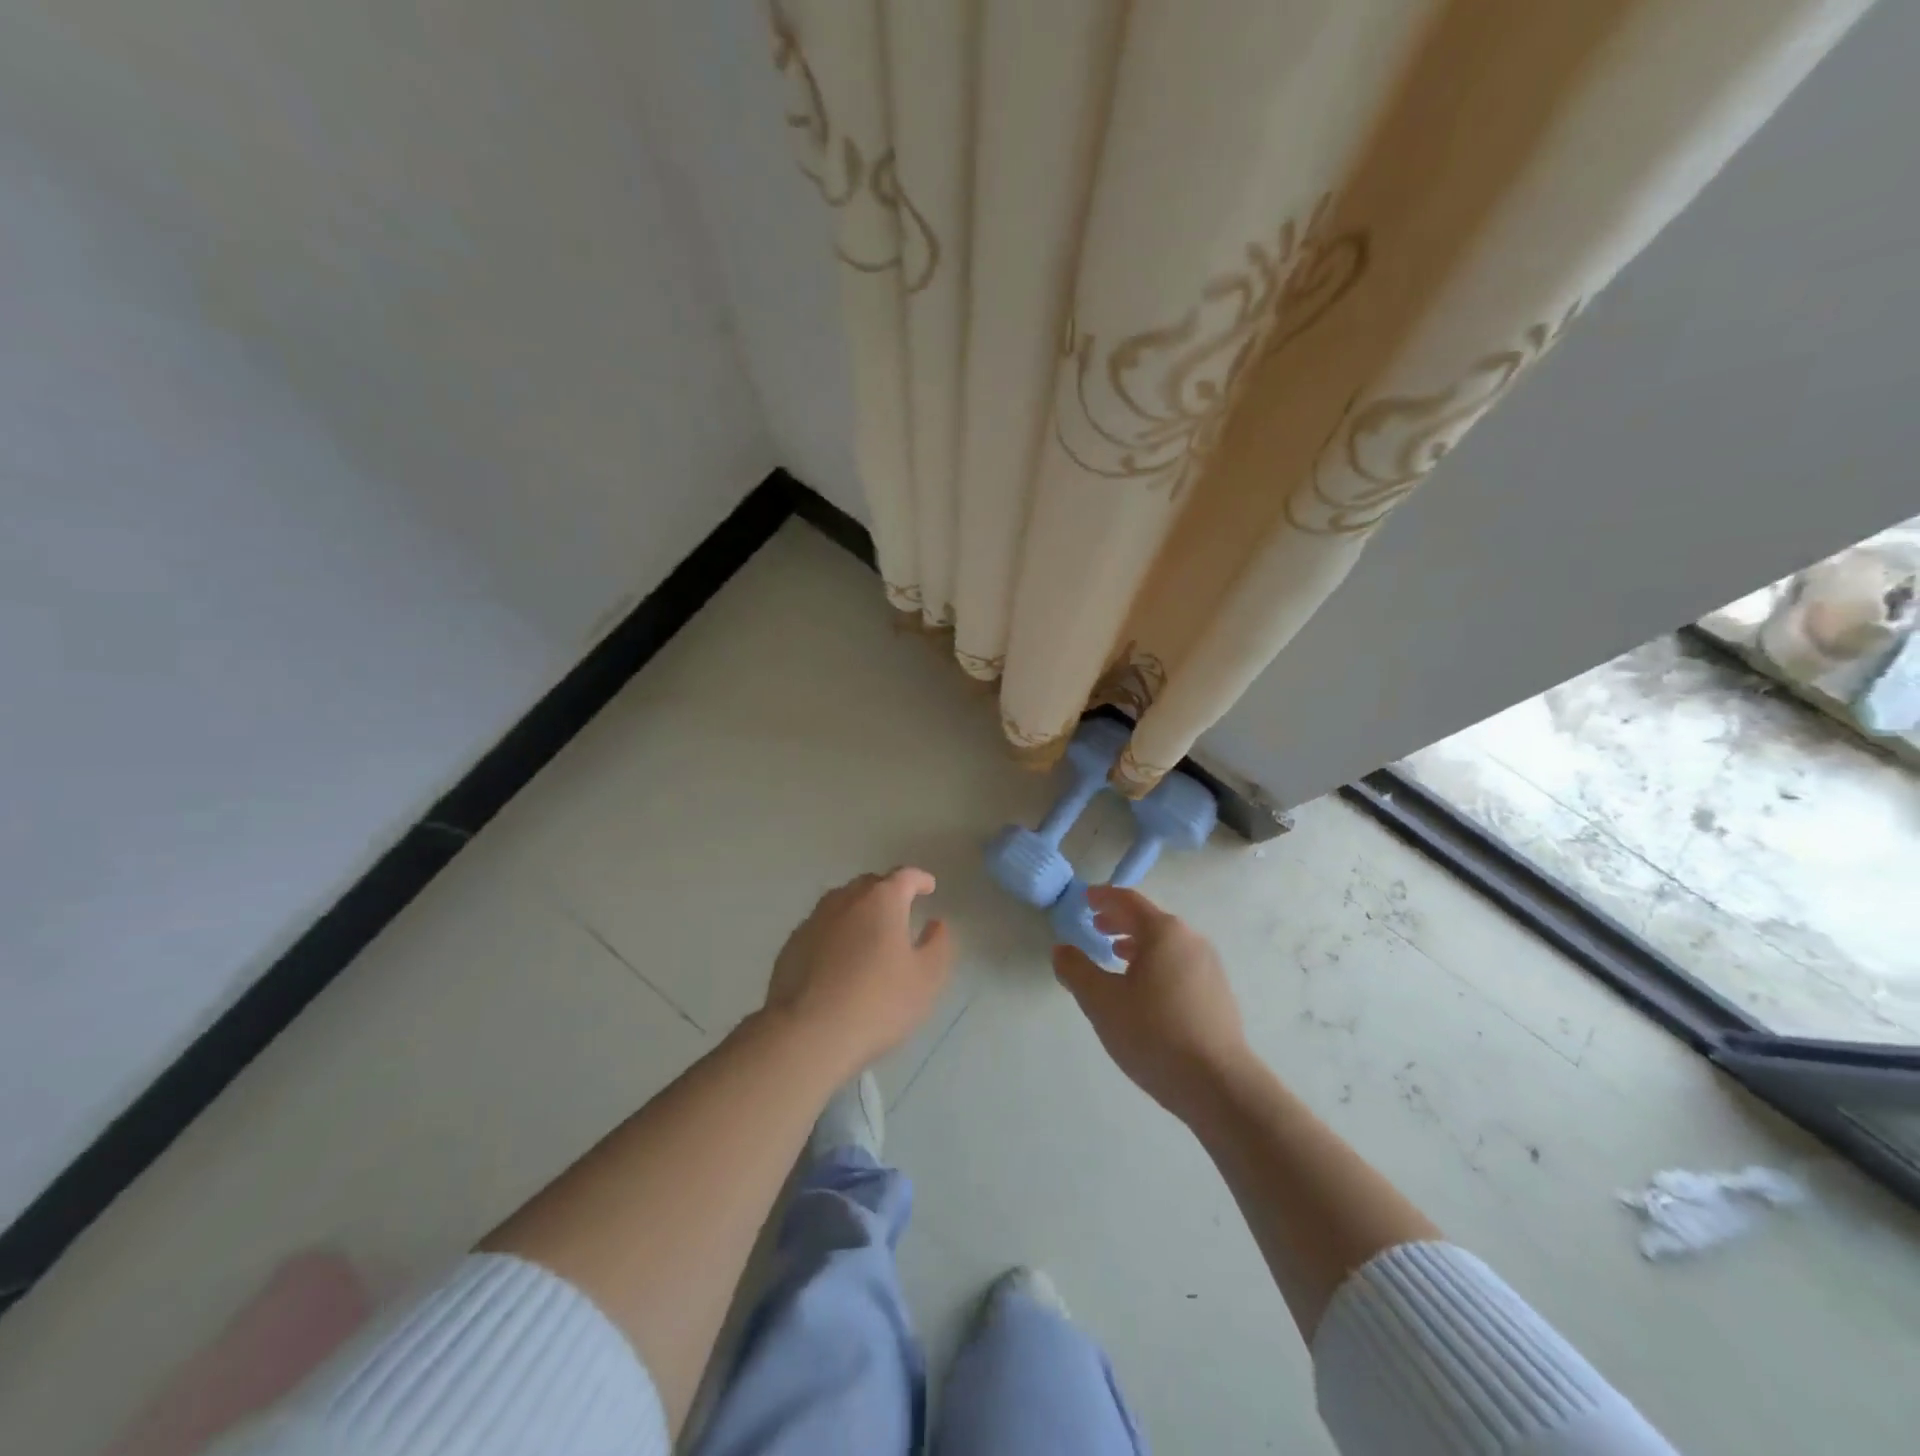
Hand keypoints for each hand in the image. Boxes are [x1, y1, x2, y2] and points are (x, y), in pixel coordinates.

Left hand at [764, 868, 953, 1078]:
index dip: (919, 879)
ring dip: (858, 910)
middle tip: (900, 910)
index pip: (904, 876)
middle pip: (870, 884)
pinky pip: (821, 928)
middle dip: (888, 891)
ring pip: (841, 903)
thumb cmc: (878, 1003)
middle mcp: (845, 900)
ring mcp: (814, 921)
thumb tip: (936, 924)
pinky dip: (835, 933)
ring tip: (869, 932)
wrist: (807, 1034)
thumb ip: (938, 945)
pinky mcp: (791, 945)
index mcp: (882, 900)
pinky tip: (838, 958)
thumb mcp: (926, 978)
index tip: (929, 887)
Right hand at [1053, 886, 1250, 1120]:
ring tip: (1116, 956)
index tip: (1085, 898)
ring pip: (1166, 944)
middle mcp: (1190, 940)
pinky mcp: (1218, 994)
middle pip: (1150, 920)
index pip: (1128, 900)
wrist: (1218, 1084)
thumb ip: (1076, 970)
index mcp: (1164, 932)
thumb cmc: (1153, 1033)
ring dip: (1138, 943)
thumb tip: (1061, 949)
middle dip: (1120, 920)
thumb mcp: (1102, 1001)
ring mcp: (1209, 967)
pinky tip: (1145, 989)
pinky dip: (1156, 963)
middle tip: (1096, 926)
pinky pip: (1179, 964)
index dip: (1104, 897)